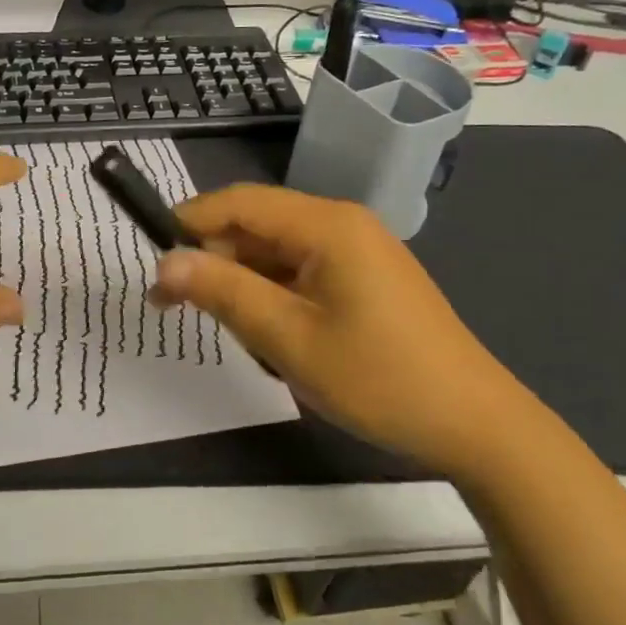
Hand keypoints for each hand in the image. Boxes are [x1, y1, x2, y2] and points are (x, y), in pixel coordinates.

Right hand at [150, 185, 547, 479]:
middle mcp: (342, 224)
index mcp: (326, 225)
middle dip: (215, 261)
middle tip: (179, 309)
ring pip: (276, 251)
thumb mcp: (288, 338)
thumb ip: (223, 292)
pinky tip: (275, 337)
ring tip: (240, 335)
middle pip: (256, 225)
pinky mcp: (365, 277)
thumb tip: (164, 262)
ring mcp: (358, 250)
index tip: (151, 263)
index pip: (238, 202)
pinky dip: (275, 296)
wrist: (474, 423)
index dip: (189, 223)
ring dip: (245, 285)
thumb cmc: (378, 378)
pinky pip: (302, 271)